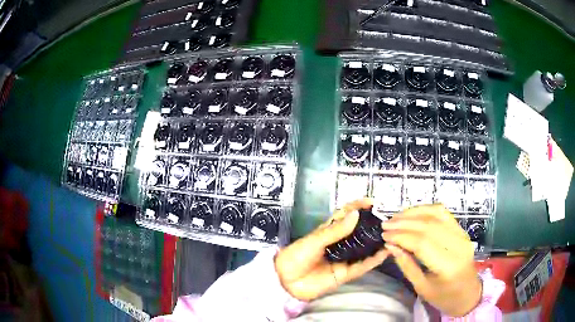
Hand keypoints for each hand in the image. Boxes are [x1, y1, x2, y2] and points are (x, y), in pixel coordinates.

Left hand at [275, 199, 388, 300]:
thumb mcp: (315, 241)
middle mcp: (339, 244)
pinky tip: (385, 253)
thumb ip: (335, 230)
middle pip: (359, 232)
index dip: (358, 207)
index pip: (346, 215)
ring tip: (391, 235)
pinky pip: (362, 266)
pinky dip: (374, 260)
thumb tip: (356, 215)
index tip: (372, 202)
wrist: (286, 281)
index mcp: (329, 231)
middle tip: (387, 221)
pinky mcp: (345, 273)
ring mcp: (344, 259)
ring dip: (376, 243)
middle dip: (372, 226)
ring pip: (364, 249)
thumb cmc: (297, 256)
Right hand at [381, 204, 481, 316]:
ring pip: (436, 214)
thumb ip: (407, 265)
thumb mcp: (421, 287)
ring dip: (414, 213)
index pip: (422, 243)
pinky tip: (413, 214)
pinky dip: (426, 210)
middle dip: (404, 223)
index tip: (384, 236)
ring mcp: (462, 235)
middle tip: (385, 225)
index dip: (401, 236)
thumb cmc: (444, 297)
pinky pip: (444, 213)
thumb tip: (391, 246)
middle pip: (429, 226)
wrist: (468, 293)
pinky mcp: (462, 230)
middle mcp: (458, 245)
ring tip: (396, 217)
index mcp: (448, 266)